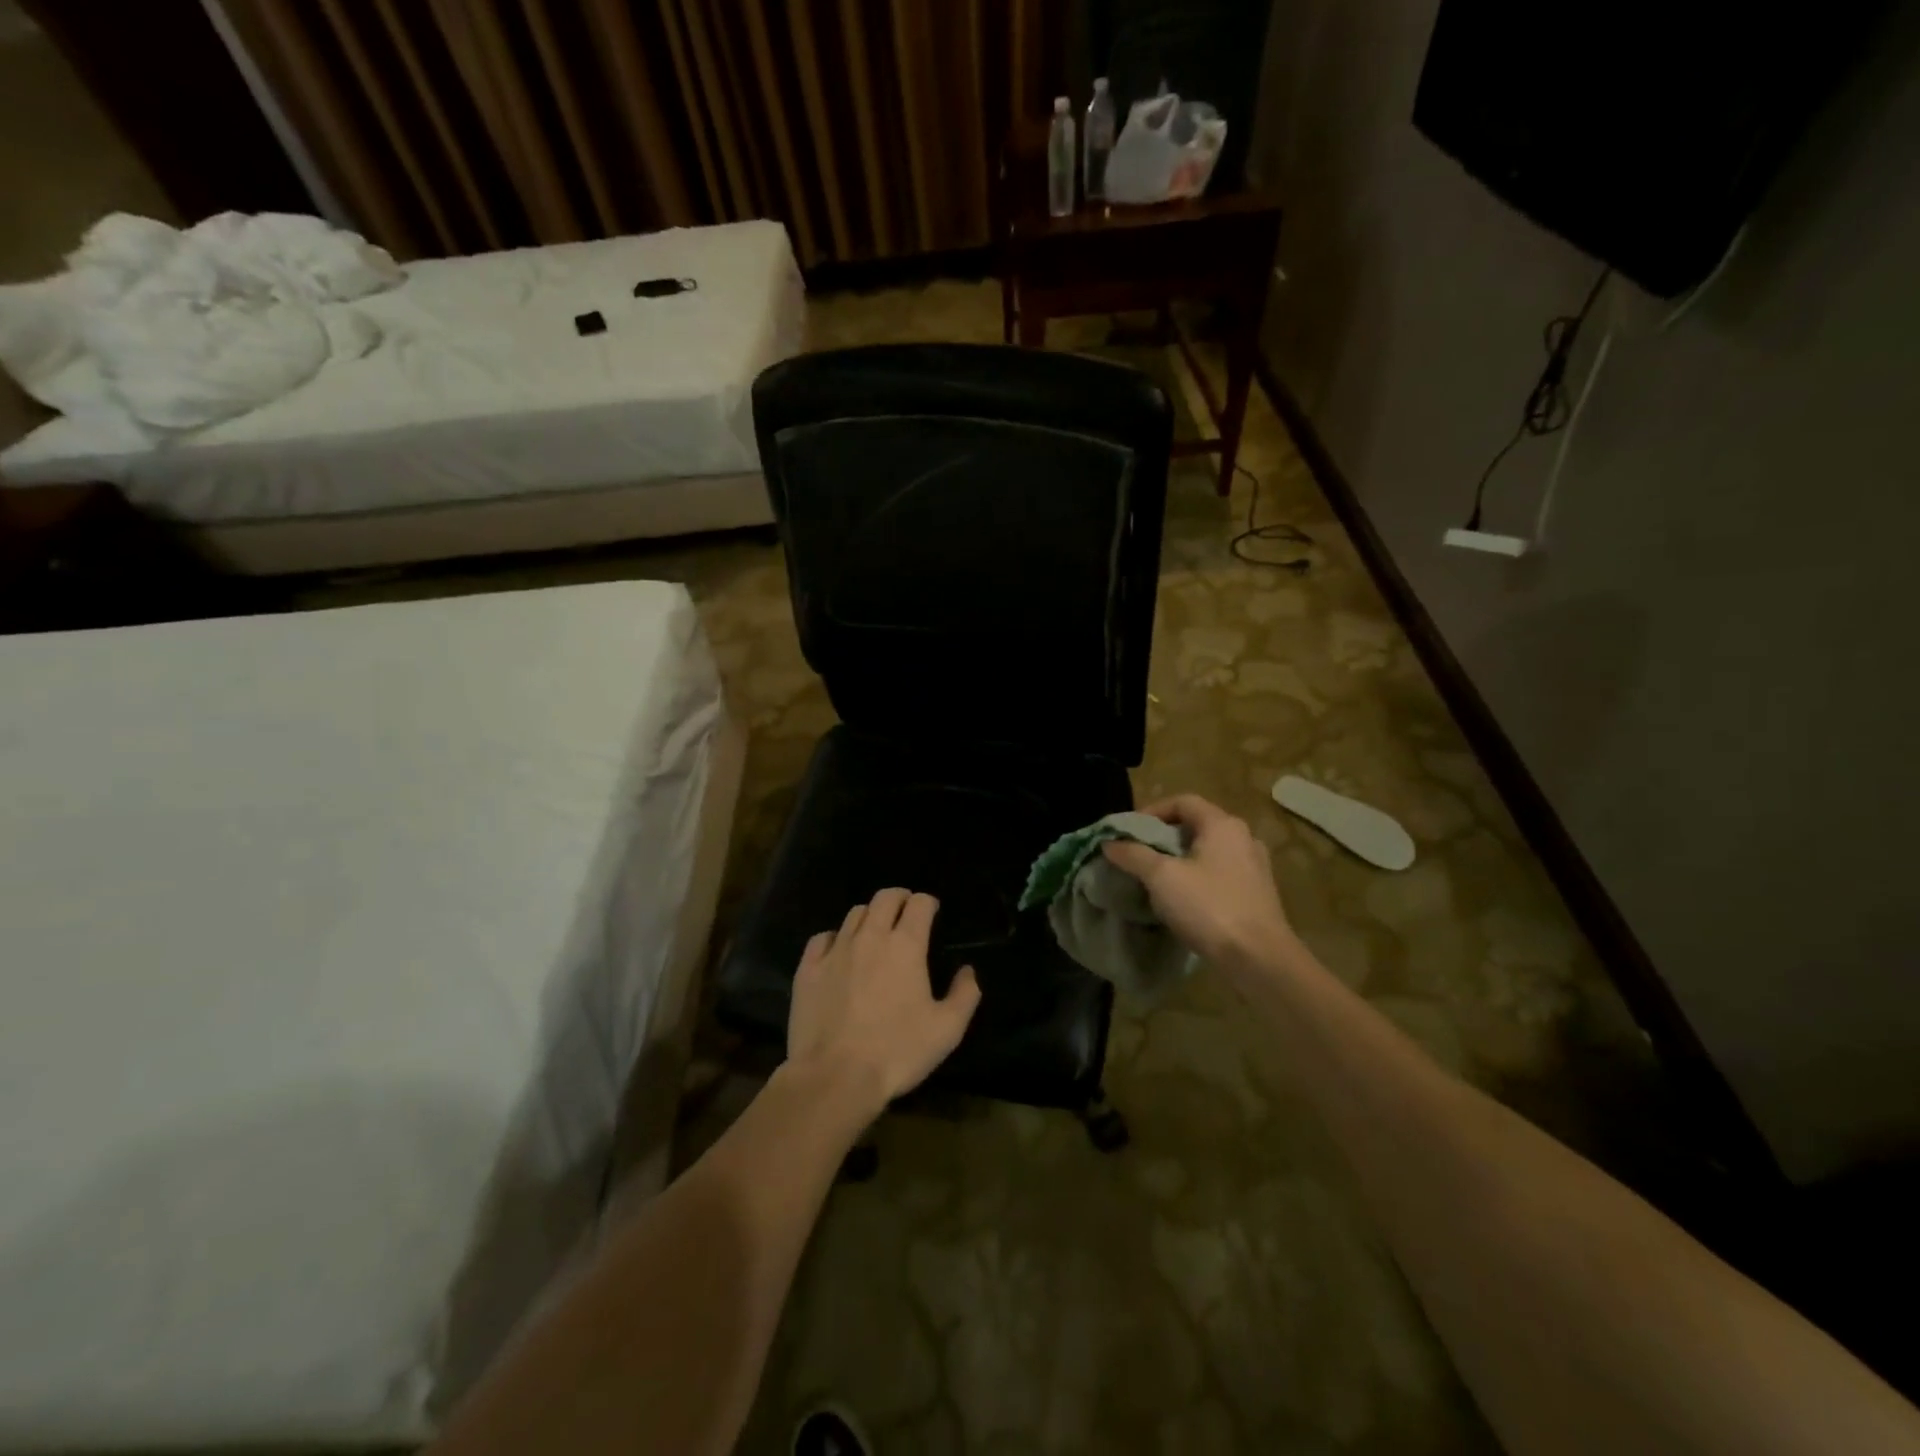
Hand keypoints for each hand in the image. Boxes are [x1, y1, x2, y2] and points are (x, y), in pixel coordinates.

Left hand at [786, 888, 982, 1109]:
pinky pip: (822, 938)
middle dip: (900, 898)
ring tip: (875, 932)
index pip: (919, 904)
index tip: (932, 912)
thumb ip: (965, 995)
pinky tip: (839, 952)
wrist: (835, 1077)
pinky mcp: (808, 968)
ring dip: (870, 916)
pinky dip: (835, 938)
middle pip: (884, 898)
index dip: (928, 903)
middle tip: (906, 912)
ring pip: (854, 914)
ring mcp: (835, 950)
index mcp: (906, 946)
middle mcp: (870, 937)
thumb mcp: (947, 1030)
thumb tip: (968, 971)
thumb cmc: (897, 1052)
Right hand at [1103, 795, 1295, 969]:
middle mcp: (1243, 838)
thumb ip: (1134, 855)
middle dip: (1164, 837)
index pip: (1183, 801)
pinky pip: (1221, 874)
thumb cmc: (1209, 907)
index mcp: (1223, 825)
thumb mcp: (1162, 878)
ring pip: (1209, 851)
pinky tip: (1184, 899)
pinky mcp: (1258, 893)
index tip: (1129, 832)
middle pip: (1197, 825)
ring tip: (1157, 878)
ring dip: (1181, 859)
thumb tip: (1109, 842)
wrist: (1259, 958)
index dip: (1152, 811)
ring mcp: (1255, 866)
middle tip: (1139, 854)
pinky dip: (1199, 878)